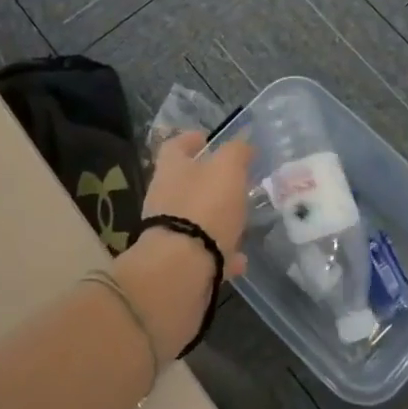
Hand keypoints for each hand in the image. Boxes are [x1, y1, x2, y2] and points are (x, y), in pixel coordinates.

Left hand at [113, 133, 253, 356]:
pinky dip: (222, 253)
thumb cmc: (203, 208)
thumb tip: (243, 144)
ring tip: (242, 220)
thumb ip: (236, 153)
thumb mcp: (228, 170)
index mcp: (171, 170)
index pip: (174, 146)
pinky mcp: (177, 264)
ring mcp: (169, 233)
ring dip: (216, 218)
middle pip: (184, 183)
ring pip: (195, 219)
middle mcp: (164, 199)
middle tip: (234, 180)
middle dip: (208, 181)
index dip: (189, 139)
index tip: (205, 137)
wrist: (180, 271)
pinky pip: (204, 254)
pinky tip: (241, 258)